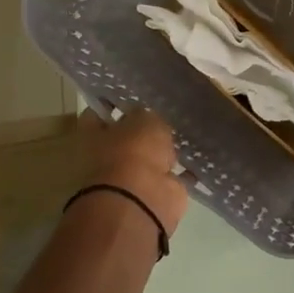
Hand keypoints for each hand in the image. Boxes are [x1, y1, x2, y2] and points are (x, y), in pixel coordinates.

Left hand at [78, 108, 187, 239]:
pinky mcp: (157, 191)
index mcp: (94, 137)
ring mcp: (133, 177)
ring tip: (184, 131)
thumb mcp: (144, 119)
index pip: (97, 114)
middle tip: (164, 112)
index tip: (130, 94)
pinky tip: (199, 156)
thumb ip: (147, 115)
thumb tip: (150, 119)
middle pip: (126, 137)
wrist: (144, 199)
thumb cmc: (134, 151)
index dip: (112, 103)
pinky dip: (185, 171)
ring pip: (151, 158)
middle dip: (143, 129)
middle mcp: (109, 157)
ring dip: (165, 150)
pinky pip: (173, 176)